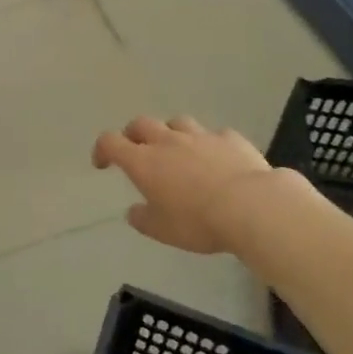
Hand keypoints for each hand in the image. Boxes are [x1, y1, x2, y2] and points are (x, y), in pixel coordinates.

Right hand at [92, 115, 291, 255]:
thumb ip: (144, 219)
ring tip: (177, 150)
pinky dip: (208, 143)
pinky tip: (216, 158)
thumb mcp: (163, 230)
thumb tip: (134, 211)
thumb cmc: (198, 221)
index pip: (110, 142)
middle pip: (141, 124)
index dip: (102, 149)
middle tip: (136, 150)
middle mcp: (167, 141)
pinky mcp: (229, 138)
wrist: (251, 206)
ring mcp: (200, 136)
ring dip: (170, 133)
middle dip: (133, 134)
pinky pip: (214, 134)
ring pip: (177, 122)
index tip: (102, 163)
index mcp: (143, 161)